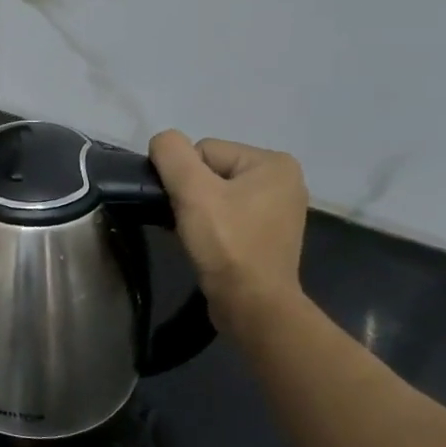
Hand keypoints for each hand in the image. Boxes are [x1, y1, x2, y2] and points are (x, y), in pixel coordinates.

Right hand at [148, 131, 308, 322]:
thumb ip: (171, 154)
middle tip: (187, 222)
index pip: (203, 151)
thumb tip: (162, 141)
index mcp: (273, 162)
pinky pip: (226, 215)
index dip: (184, 178)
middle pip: (209, 171)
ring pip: (214, 194)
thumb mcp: (192, 190)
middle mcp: (282, 180)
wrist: (251, 305)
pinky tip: (204, 243)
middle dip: (191, 194)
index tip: (185, 206)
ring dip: (196, 211)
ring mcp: (277, 209)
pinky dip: (209, 226)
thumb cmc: (226, 243)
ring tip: (194, 235)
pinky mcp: (266, 234)